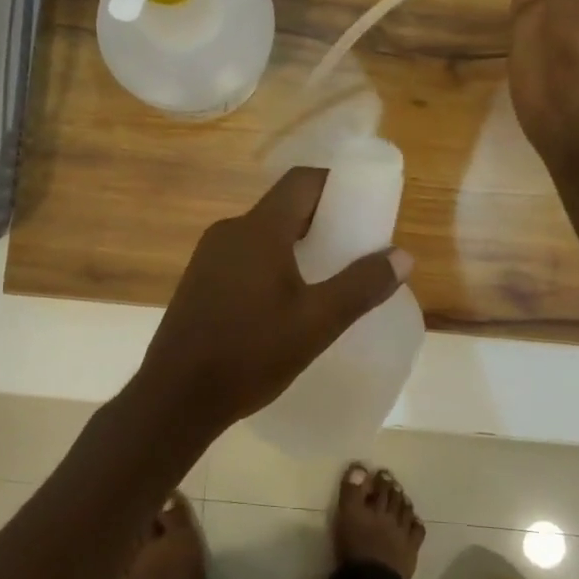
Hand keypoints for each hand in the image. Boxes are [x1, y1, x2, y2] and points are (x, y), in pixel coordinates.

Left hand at [130, 168, 411, 433]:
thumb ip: (361, 286)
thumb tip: (402, 256)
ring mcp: (209, 255)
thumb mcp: (317, 323)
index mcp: (258, 229)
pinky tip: (285, 299)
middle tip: (354, 246)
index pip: (302, 181)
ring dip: (297, 243)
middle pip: (284, 206)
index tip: (365, 205)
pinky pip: (245, 255)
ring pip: (263, 233)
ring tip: (327, 275)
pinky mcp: (199, 279)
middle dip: (322, 218)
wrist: (176, 396)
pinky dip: (272, 261)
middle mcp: (230, 230)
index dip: (337, 184)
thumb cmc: (250, 354)